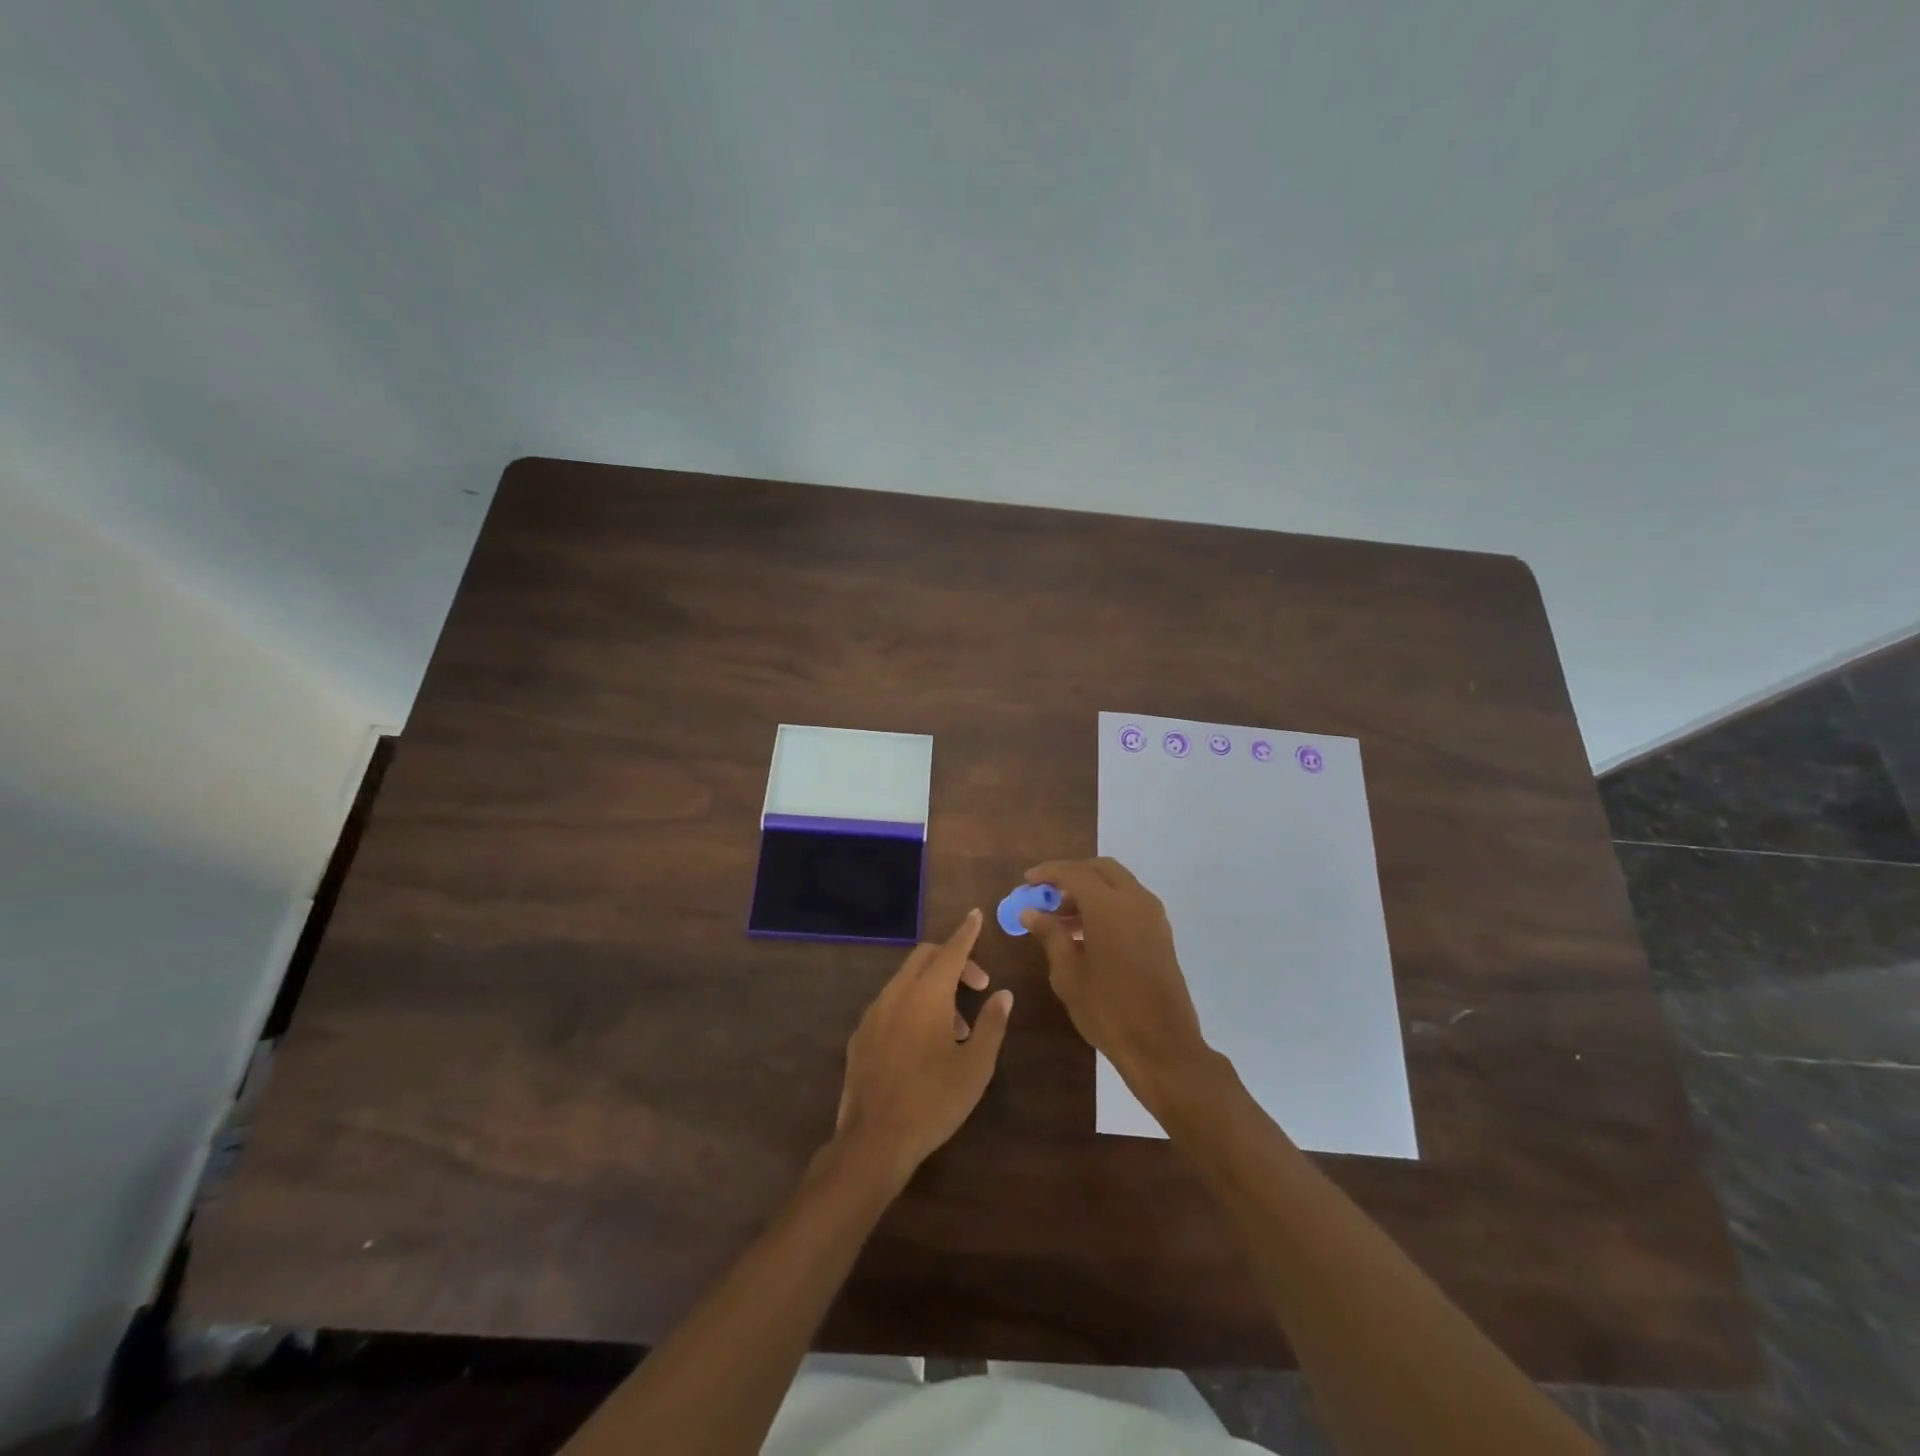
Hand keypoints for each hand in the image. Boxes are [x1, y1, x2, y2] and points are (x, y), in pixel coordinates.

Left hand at [834, 909, 1013, 1189]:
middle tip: (977, 986)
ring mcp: (873, 1013)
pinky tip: (923, 1043)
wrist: (874, 1140)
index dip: (967, 932)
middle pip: (925, 957)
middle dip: (953, 960)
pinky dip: (912, 1004)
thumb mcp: (976, 1066)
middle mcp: (896, 994)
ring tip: (956, 1028)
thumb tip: (1004, 995)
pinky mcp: (860, 1035)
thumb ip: (991, 1024)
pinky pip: (890, 1003)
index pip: (951, 950)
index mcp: (927, 995)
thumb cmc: (934, 1101)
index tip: (976, 915)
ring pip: (906, 980)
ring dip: (933, 987)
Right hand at [1021, 859, 1210, 1103]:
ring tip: (1061, 918)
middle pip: (1101, 869)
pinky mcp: (1161, 933)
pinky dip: (1108, 905)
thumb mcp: (1068, 974)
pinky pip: (1130, 903)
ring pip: (1118, 884)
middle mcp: (1135, 900)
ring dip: (1090, 890)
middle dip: (1072, 875)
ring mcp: (1153, 916)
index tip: (1027, 881)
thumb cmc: (1108, 1009)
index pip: (1074, 873)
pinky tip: (1087, 933)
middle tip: (1047, 894)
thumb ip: (1050, 935)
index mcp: (1109, 906)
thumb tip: (1030, 912)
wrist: (1162, 1046)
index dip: (1048, 873)